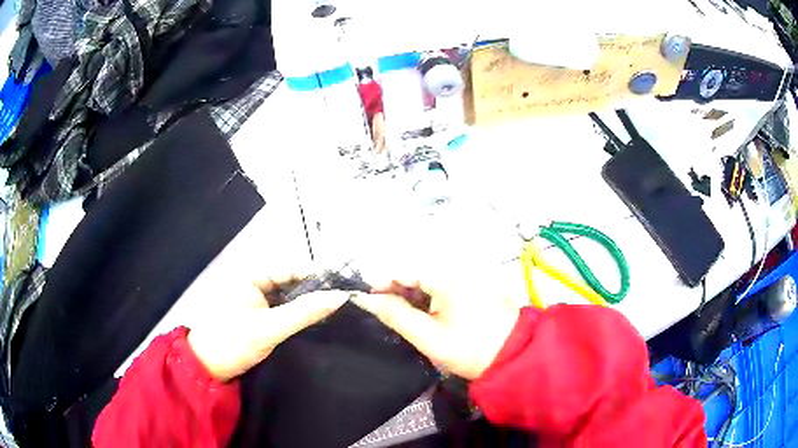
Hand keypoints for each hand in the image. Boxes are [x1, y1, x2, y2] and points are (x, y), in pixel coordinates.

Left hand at [187, 271, 348, 381]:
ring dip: (306, 304)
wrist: (208, 369)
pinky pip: (282, 310)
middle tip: (342, 300)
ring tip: (334, 310)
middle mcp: (253, 283)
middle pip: (290, 282)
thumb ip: (305, 312)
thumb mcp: (270, 328)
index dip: (317, 275)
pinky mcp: (256, 317)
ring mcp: (254, 301)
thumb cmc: (233, 342)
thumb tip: (340, 297)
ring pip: (287, 297)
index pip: (290, 268)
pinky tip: (314, 322)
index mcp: (250, 276)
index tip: (343, 285)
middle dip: (314, 291)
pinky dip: (296, 315)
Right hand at [352, 268, 520, 379]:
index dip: (383, 284)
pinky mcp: (473, 288)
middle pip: (417, 274)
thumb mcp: (428, 336)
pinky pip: (442, 287)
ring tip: (401, 318)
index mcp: (448, 277)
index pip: (405, 271)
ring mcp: (468, 278)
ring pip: (429, 281)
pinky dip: (428, 299)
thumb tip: (366, 299)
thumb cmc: (468, 348)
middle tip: (383, 314)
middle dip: (397, 291)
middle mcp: (458, 270)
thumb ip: (396, 315)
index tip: (366, 301)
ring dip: (412, 296)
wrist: (512, 356)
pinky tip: (422, 316)